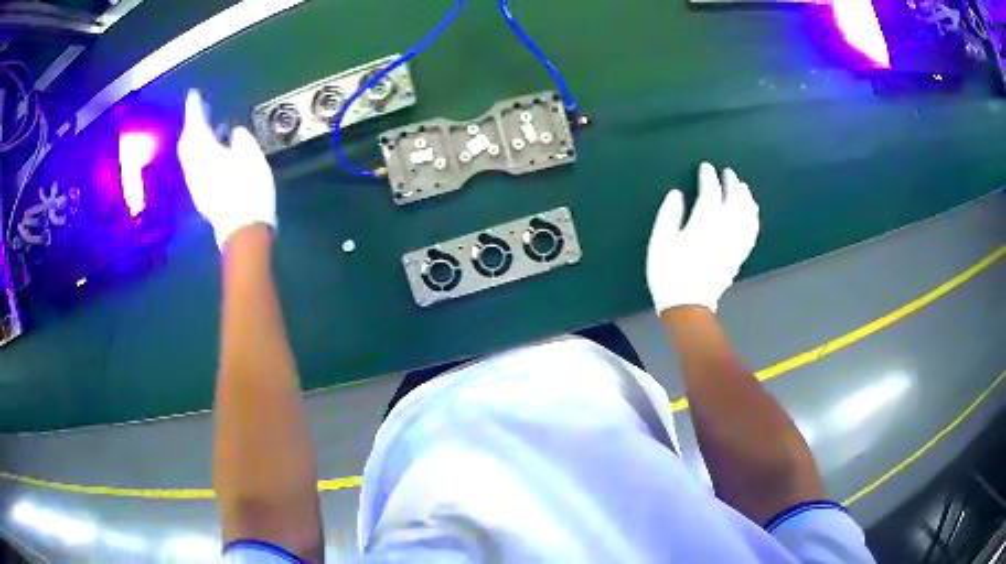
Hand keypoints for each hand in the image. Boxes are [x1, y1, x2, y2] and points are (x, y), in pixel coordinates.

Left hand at [177, 90, 276, 248]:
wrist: (243, 231)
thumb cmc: (249, 189)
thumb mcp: (252, 157)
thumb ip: (241, 139)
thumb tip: (234, 132)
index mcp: (205, 153)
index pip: (195, 125)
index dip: (194, 109)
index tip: (194, 95)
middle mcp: (195, 167)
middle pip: (187, 141)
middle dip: (193, 124)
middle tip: (202, 110)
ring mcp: (196, 183)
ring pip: (190, 155)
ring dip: (198, 139)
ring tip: (212, 129)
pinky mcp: (201, 194)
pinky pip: (196, 166)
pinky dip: (201, 153)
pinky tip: (214, 151)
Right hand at [646, 162, 759, 313]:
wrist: (687, 306)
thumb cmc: (669, 273)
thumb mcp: (660, 242)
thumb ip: (669, 215)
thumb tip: (677, 193)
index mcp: (702, 225)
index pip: (710, 194)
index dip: (709, 178)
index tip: (706, 167)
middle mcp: (723, 231)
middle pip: (734, 201)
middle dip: (732, 184)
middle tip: (728, 172)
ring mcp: (734, 244)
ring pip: (746, 215)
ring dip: (746, 198)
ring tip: (743, 187)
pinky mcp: (738, 255)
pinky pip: (751, 232)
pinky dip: (753, 218)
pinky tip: (752, 212)